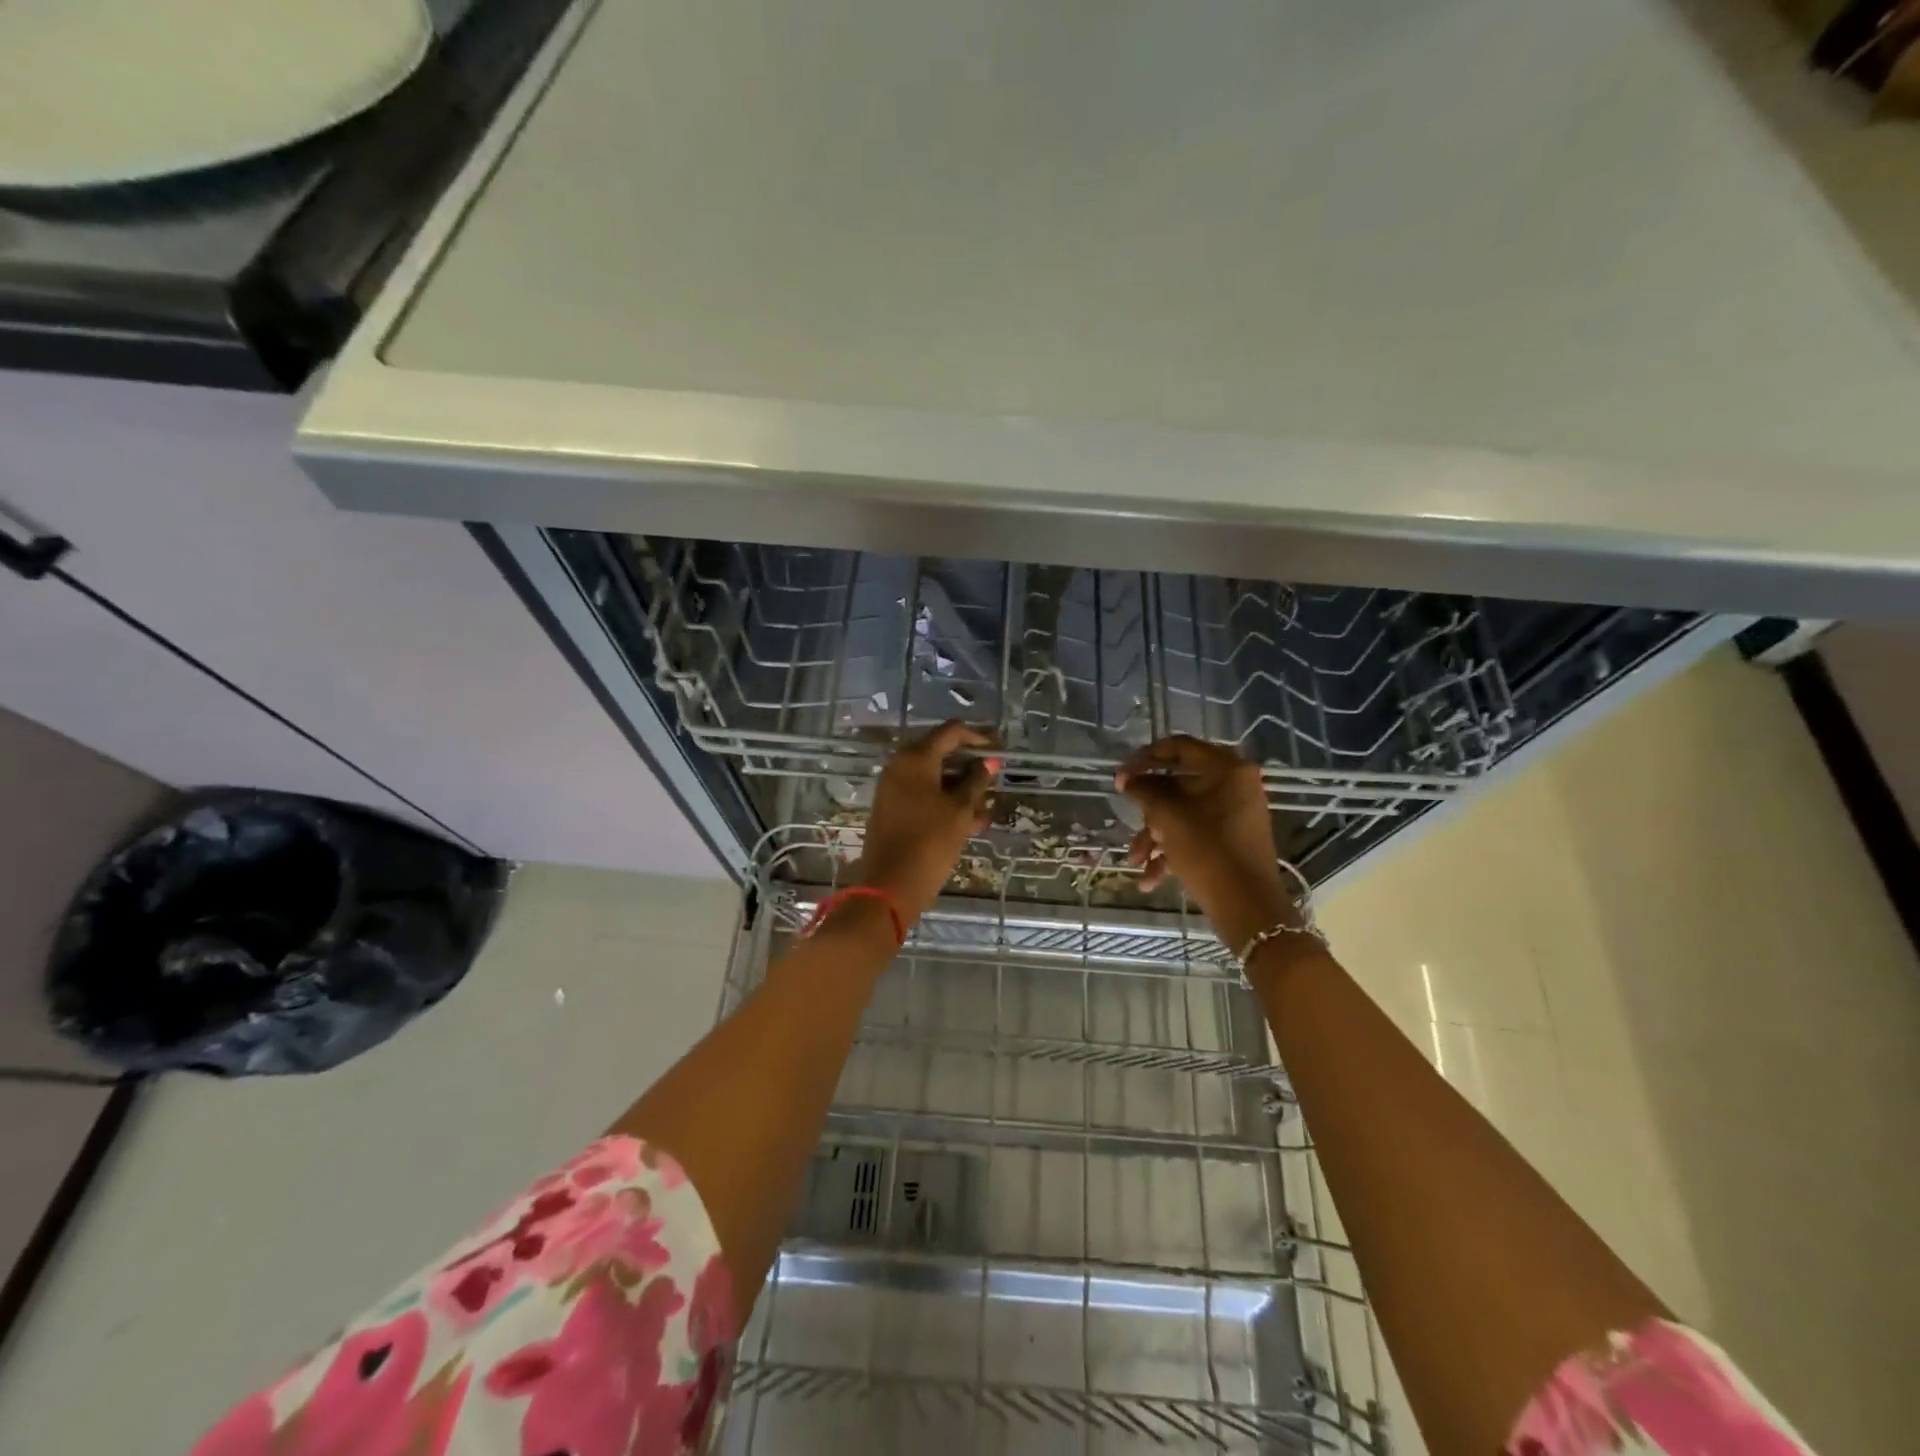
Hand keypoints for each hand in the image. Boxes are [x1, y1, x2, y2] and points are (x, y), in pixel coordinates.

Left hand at [855, 721, 999, 923]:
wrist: (891, 885)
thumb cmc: (930, 841)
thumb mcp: (960, 810)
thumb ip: (976, 782)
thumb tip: (989, 761)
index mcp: (915, 758)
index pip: (950, 732)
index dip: (978, 738)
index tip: (999, 751)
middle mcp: (900, 767)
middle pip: (941, 754)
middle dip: (969, 767)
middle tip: (994, 779)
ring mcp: (893, 789)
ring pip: (934, 780)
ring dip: (961, 789)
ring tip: (988, 808)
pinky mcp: (893, 811)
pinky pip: (924, 798)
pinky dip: (946, 804)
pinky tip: (973, 822)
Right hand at [1115, 735, 1299, 953]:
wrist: (1248, 909)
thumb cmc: (1208, 853)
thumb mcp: (1169, 818)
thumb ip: (1144, 791)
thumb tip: (1125, 778)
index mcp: (1227, 769)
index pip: (1178, 747)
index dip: (1144, 759)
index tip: (1120, 777)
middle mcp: (1234, 785)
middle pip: (1177, 785)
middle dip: (1148, 810)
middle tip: (1126, 818)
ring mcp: (1234, 813)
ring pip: (1182, 814)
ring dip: (1154, 836)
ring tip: (1135, 861)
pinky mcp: (1230, 839)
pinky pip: (1194, 834)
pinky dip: (1171, 851)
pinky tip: (1150, 879)